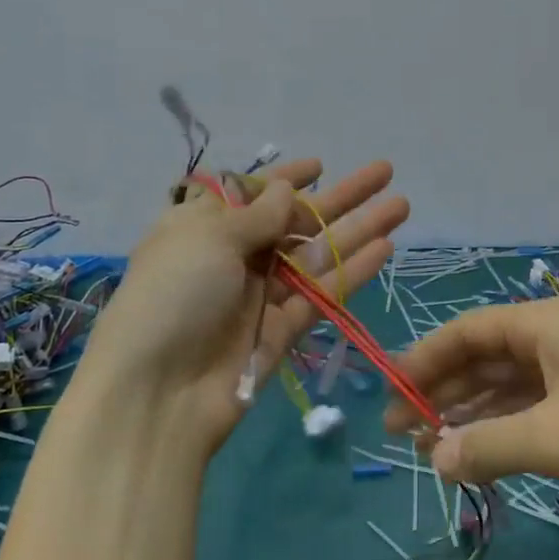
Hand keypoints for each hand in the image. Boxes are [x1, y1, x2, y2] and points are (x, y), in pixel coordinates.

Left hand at [77, 159, 407, 460]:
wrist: (157, 394)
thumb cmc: (172, 299)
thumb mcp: (208, 240)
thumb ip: (256, 215)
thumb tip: (285, 189)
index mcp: (203, 228)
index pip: (250, 194)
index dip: (285, 178)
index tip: (320, 165)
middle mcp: (233, 257)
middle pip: (295, 219)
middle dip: (340, 196)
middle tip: (385, 172)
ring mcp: (261, 295)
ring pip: (318, 254)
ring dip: (358, 229)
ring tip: (401, 204)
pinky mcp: (283, 330)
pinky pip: (323, 293)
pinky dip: (352, 271)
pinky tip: (385, 247)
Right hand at [385, 297, 558, 532]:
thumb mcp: (552, 437)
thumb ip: (486, 446)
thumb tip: (434, 459)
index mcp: (545, 323)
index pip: (466, 331)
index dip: (422, 361)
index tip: (389, 397)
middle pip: (487, 357)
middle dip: (444, 391)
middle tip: (403, 433)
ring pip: (512, 386)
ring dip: (473, 413)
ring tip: (434, 448)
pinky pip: (539, 410)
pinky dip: (508, 429)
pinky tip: (486, 454)